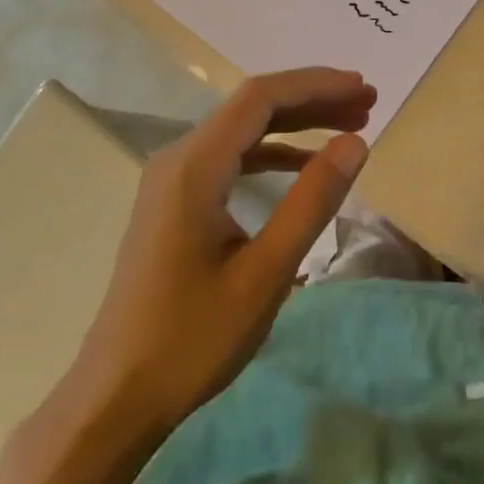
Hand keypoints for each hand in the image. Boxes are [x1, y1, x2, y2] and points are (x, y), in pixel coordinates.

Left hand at [58, 68, 374, 435]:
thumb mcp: (265, 273)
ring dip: (297, 124)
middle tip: (368, 104)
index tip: (364, 89)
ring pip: (243, 131)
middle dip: (313, 100)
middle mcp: (179, 159)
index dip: (316, 85)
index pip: (260, 98)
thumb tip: (355, 143)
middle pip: (252, 107)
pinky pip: (231, 159)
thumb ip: (312, 201)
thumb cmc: (192, 339)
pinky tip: (306, 166)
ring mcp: (173, 180)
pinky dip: (274, 153)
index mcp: (195, 166)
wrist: (115, 398)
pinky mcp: (175, 203)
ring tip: (350, 126)